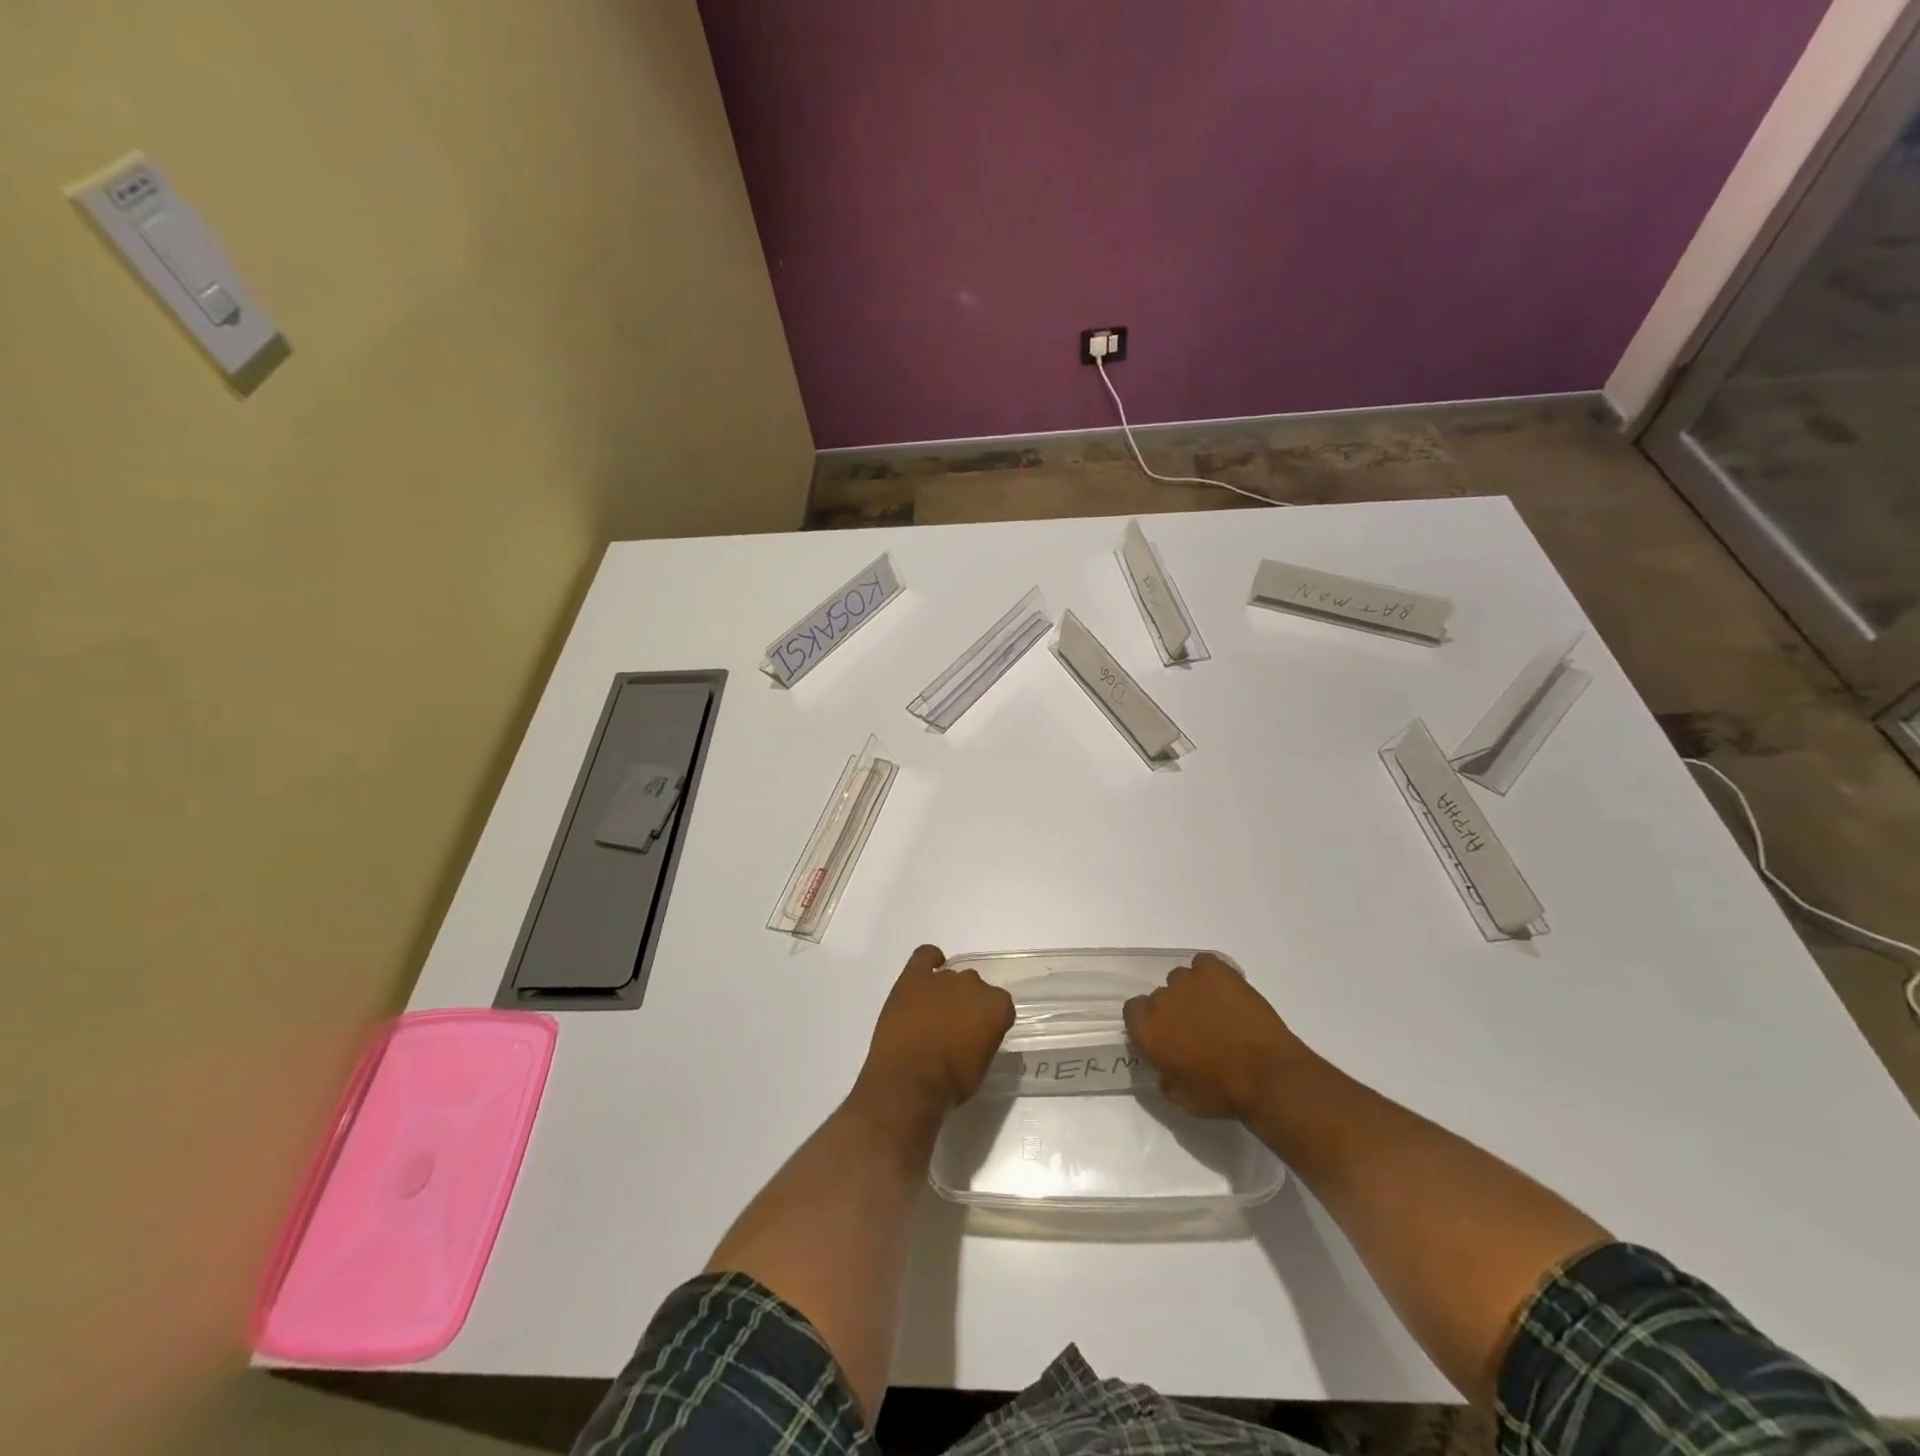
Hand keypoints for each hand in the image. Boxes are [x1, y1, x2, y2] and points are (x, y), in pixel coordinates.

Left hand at [854, 945, 1015, 1119]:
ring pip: (951, 977)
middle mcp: (974, 984)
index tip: (978, 1036)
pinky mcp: (914, 977)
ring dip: (945, 992)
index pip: (1000, 1006)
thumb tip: (973, 1034)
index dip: (988, 1021)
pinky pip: (925, 956)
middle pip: (975, 988)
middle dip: (966, 1005)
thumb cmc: (950, 1083)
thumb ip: (983, 1039)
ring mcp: (943, 978)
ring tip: (931, 1016)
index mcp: (997, 1007)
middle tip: (953, 1029)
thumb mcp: (980, 1066)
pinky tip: (925, 975)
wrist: (908, 1083)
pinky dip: (929, 961)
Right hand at [1123, 953, 1309, 1119]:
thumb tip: (1164, 1069)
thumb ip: (1164, 1078)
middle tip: (1197, 1028)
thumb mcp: (1183, 1099)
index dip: (1150, 1023)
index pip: (1133, 1011)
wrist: (1268, 1075)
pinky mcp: (1214, 968)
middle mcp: (1160, 999)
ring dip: (1193, 993)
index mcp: (1146, 1029)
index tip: (1167, 1036)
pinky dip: (1212, 975)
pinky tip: (1227, 993)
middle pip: (1160, 996)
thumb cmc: (1222, 1093)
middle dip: (1174, 1010)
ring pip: (1182, 979)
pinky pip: (1204, 964)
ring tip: (1217, 1011)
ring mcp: (1187, 980)